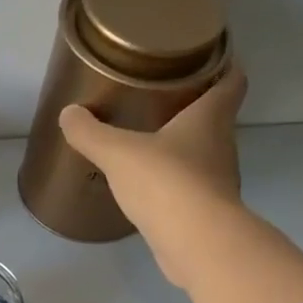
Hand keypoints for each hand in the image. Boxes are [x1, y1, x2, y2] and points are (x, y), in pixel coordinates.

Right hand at [57, 65, 248, 288]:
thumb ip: (92, 133)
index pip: (233, 80)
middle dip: (193, 109)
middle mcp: (222, 145)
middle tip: (161, 101)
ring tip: (150, 144)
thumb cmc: (166, 183)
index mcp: (210, 118)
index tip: (208, 59)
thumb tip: (69, 114)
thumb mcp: (119, 153)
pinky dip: (174, 185)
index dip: (225, 65)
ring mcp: (218, 182)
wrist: (196, 244)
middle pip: (216, 119)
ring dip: (182, 150)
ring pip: (203, 155)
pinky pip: (190, 190)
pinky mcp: (207, 214)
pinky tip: (149, 189)